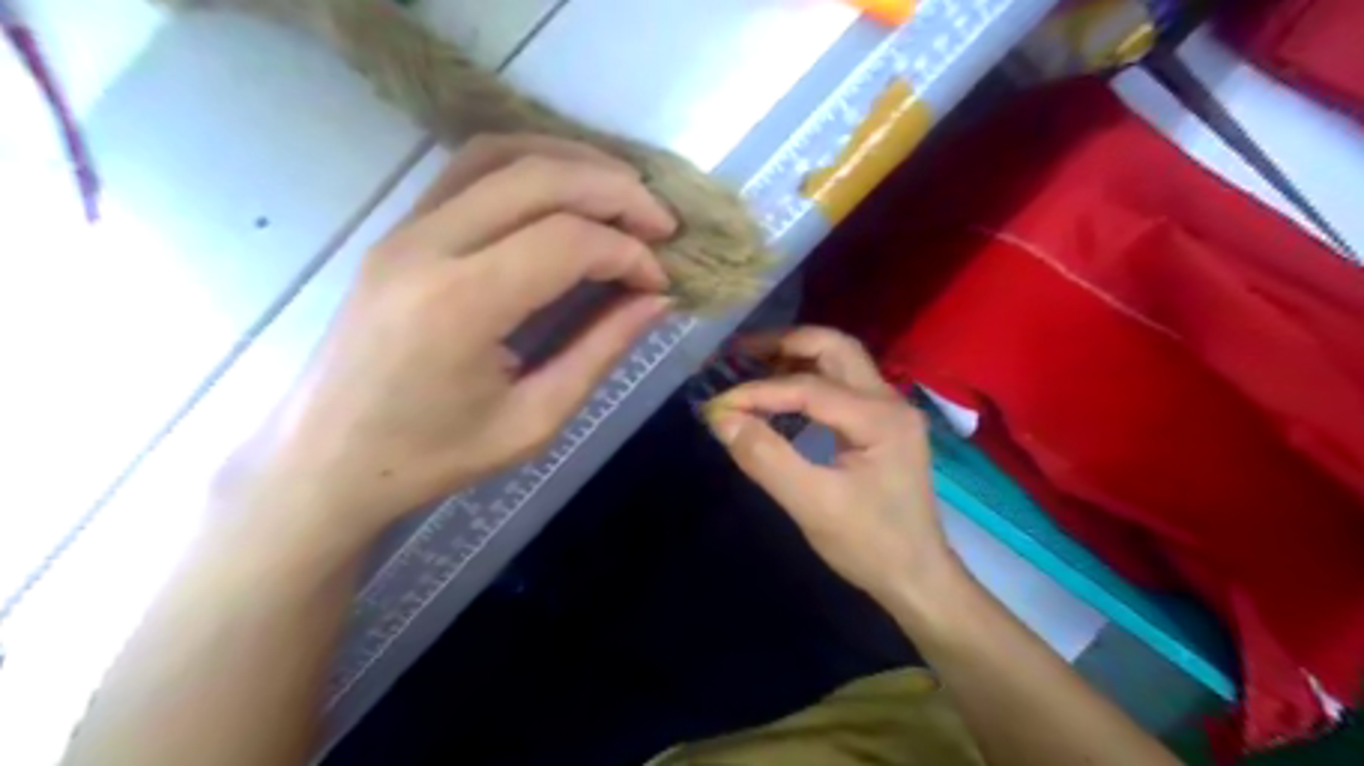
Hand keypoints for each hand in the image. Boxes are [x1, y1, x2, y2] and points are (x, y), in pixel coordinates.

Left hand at [226, 135, 682, 538]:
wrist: (325, 461)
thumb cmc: (432, 457)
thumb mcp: (534, 421)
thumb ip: (600, 351)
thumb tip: (657, 300)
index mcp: (460, 305)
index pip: (566, 241)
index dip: (628, 253)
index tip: (661, 282)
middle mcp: (427, 247)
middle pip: (538, 178)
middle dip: (615, 191)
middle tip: (663, 223)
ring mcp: (404, 229)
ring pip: (500, 154)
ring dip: (573, 162)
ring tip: (623, 194)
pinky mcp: (398, 230)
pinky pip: (469, 169)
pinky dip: (530, 165)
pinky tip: (565, 190)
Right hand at [703, 329, 956, 604]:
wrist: (917, 578)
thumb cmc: (869, 545)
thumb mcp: (812, 505)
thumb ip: (766, 458)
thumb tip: (722, 419)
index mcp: (880, 418)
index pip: (808, 387)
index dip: (758, 391)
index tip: (717, 404)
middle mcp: (890, 401)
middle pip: (835, 348)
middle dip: (784, 343)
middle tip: (739, 354)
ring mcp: (890, 410)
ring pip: (841, 360)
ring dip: (797, 356)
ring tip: (753, 365)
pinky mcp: (882, 424)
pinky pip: (842, 384)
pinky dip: (808, 378)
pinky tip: (781, 395)